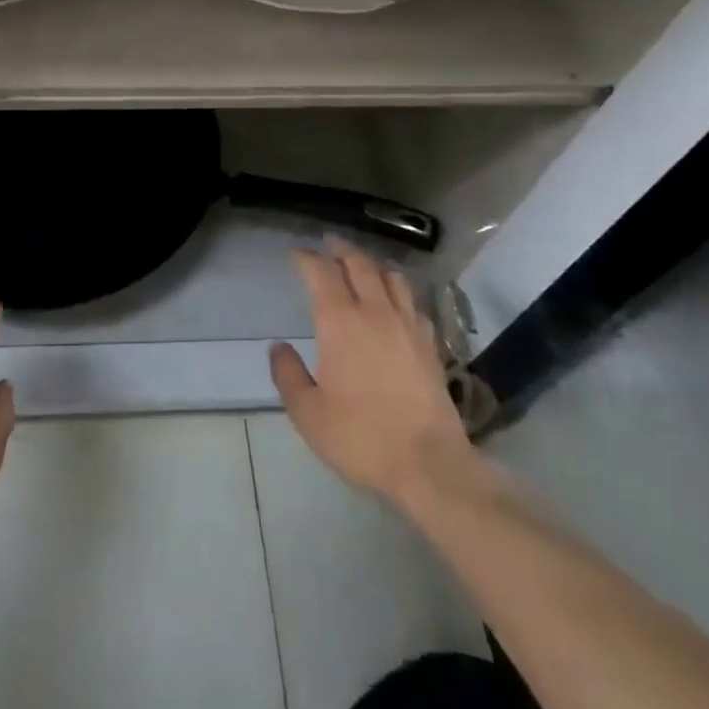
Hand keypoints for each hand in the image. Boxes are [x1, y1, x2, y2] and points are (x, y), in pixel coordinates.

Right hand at [270, 239, 480, 516]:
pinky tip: (396, 303)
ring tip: (362, 266)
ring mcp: (407, 325)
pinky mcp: (430, 344)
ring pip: (391, 277)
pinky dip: (399, 292)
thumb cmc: (361, 437)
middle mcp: (375, 312)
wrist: (430, 464)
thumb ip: (288, 375)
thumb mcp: (308, 413)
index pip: (321, 273)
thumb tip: (279, 348)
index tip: (297, 254)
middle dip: (341, 249)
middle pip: (359, 264)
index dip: (307, 258)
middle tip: (329, 243)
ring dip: (372, 265)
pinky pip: (413, 303)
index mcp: (340, 322)